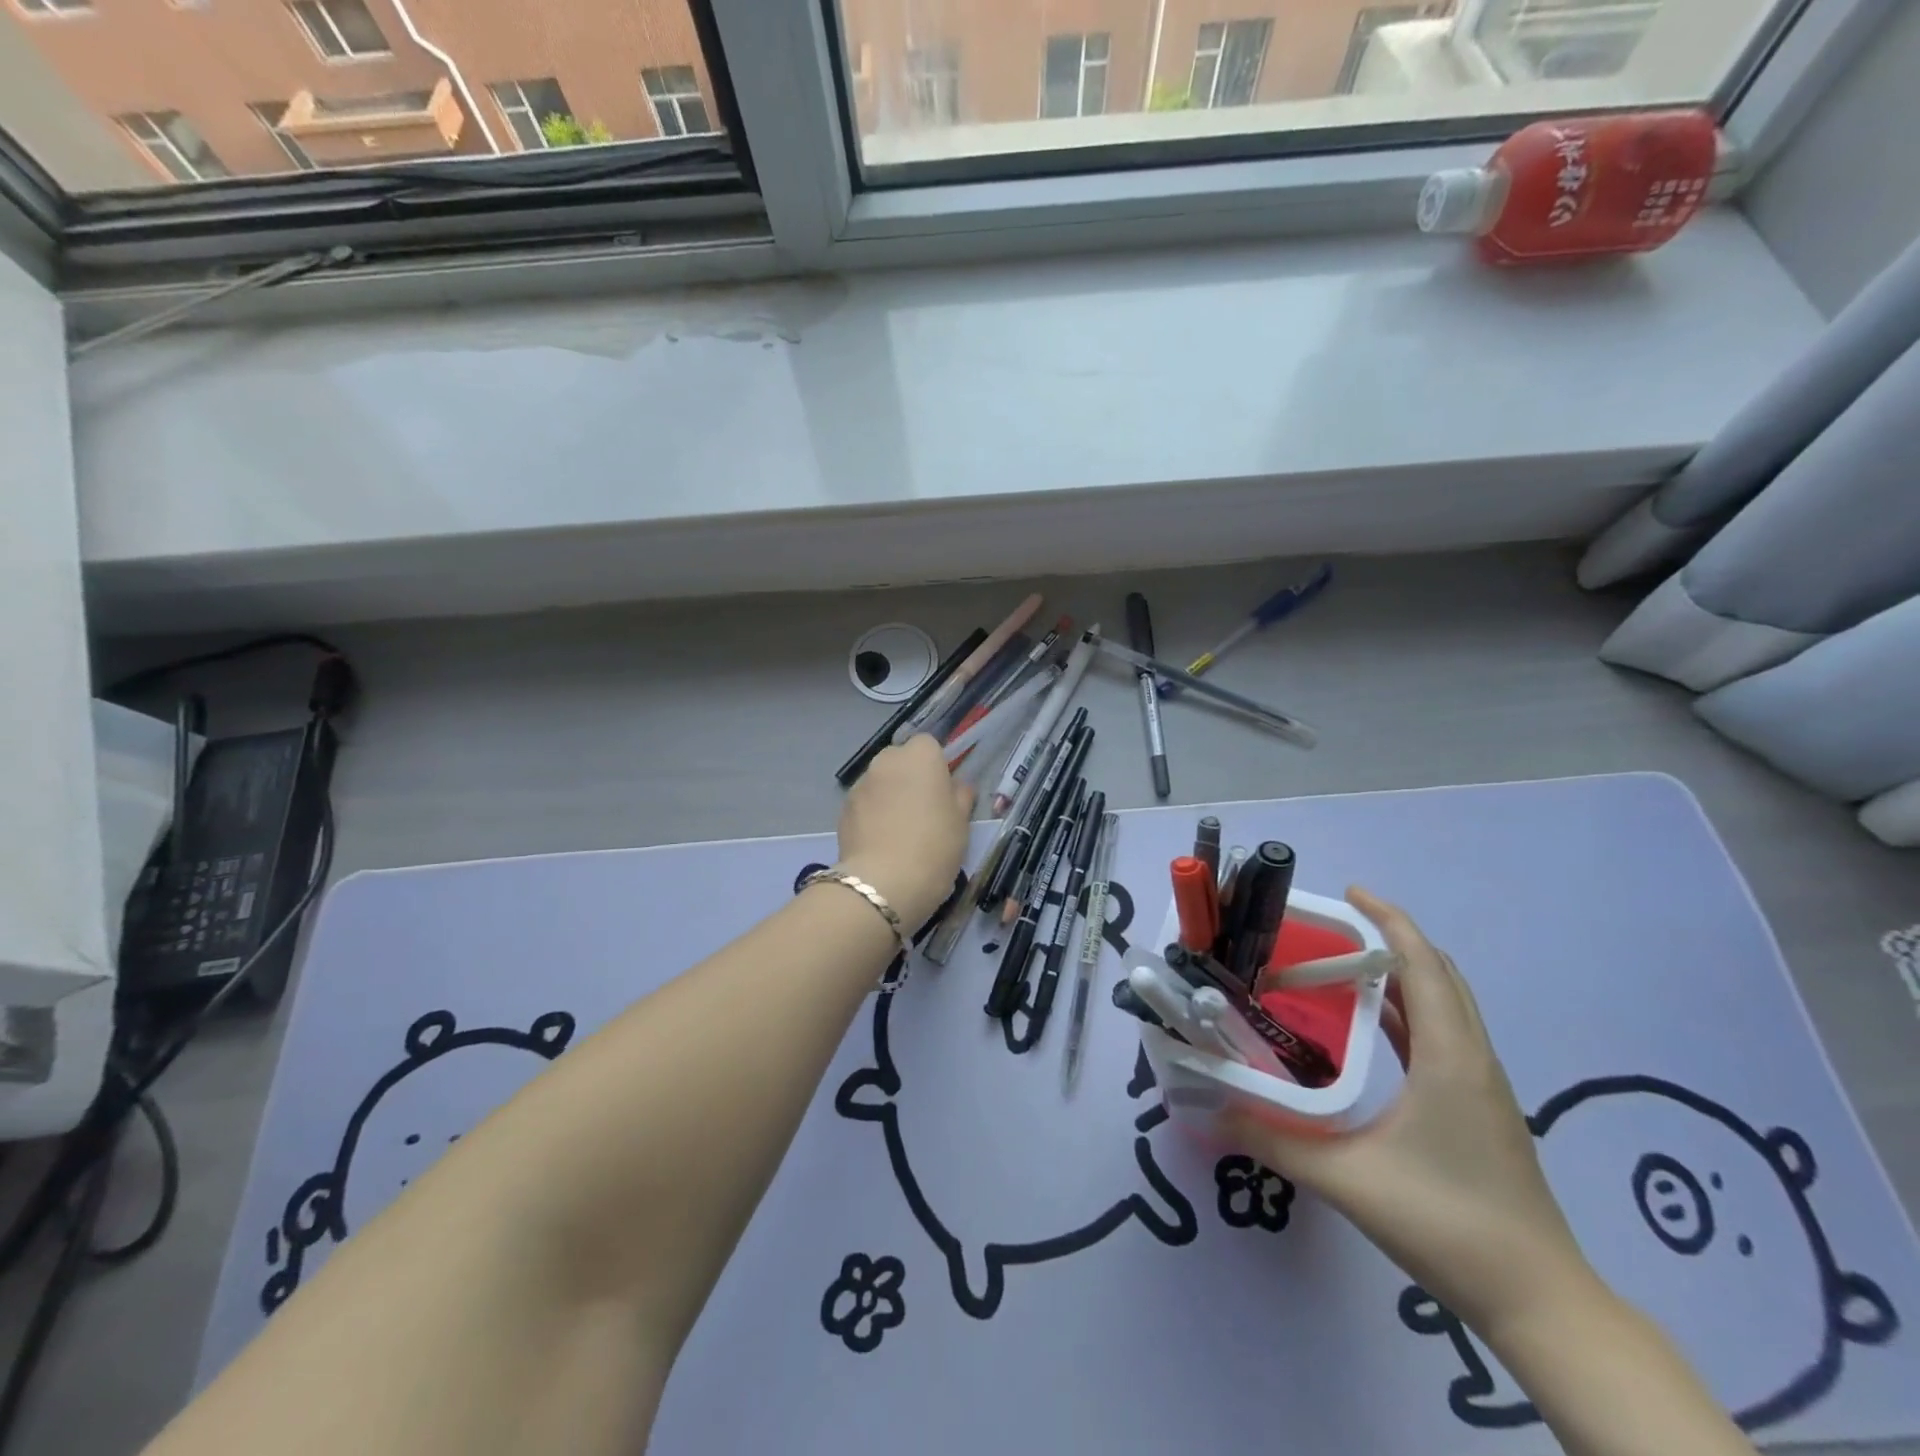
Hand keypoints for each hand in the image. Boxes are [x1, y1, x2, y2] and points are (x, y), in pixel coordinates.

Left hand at [837, 735, 973, 929]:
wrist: (884, 883)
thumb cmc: (934, 846)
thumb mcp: (961, 823)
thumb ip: (960, 796)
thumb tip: (957, 786)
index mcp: (920, 756)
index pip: (928, 745)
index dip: (936, 765)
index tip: (942, 791)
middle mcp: (886, 761)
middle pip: (900, 760)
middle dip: (909, 777)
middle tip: (922, 810)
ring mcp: (860, 784)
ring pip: (880, 781)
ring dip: (888, 795)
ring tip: (899, 830)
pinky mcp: (843, 809)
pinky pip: (864, 803)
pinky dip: (871, 814)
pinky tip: (880, 842)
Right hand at [1225, 887, 1595, 1340]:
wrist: (1541, 1303)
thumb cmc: (1447, 1223)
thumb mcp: (1348, 1179)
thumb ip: (1275, 1140)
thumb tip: (1213, 1109)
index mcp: (1449, 1056)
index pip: (1422, 964)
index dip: (1388, 920)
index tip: (1348, 893)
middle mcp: (1472, 1057)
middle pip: (1437, 973)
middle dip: (1391, 938)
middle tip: (1333, 927)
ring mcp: (1482, 1083)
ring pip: (1444, 1003)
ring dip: (1400, 973)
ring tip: (1341, 964)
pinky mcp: (1480, 1106)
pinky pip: (1442, 1033)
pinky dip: (1407, 1010)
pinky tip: (1368, 1025)